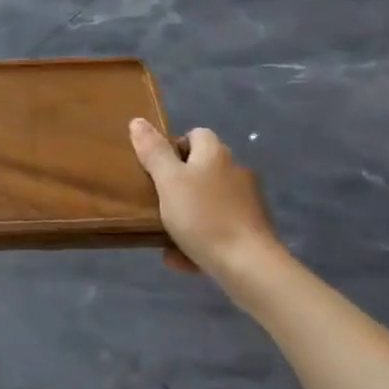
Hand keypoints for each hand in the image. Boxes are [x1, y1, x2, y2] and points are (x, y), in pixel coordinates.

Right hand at [129, 119, 283, 279]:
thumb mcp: (168, 181)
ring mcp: (246, 203)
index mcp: (215, 154)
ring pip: (208, 202)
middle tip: (157, 202)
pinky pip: (218, 228)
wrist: (249, 266)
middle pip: (201, 169)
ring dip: (187, 215)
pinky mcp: (251, 231)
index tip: (156, 169)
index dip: (174, 147)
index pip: (196, 134)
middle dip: (178, 185)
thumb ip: (153, 151)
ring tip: (165, 235)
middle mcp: (234, 172)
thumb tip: (137, 121)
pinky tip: (182, 259)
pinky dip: (200, 240)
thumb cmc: (203, 216)